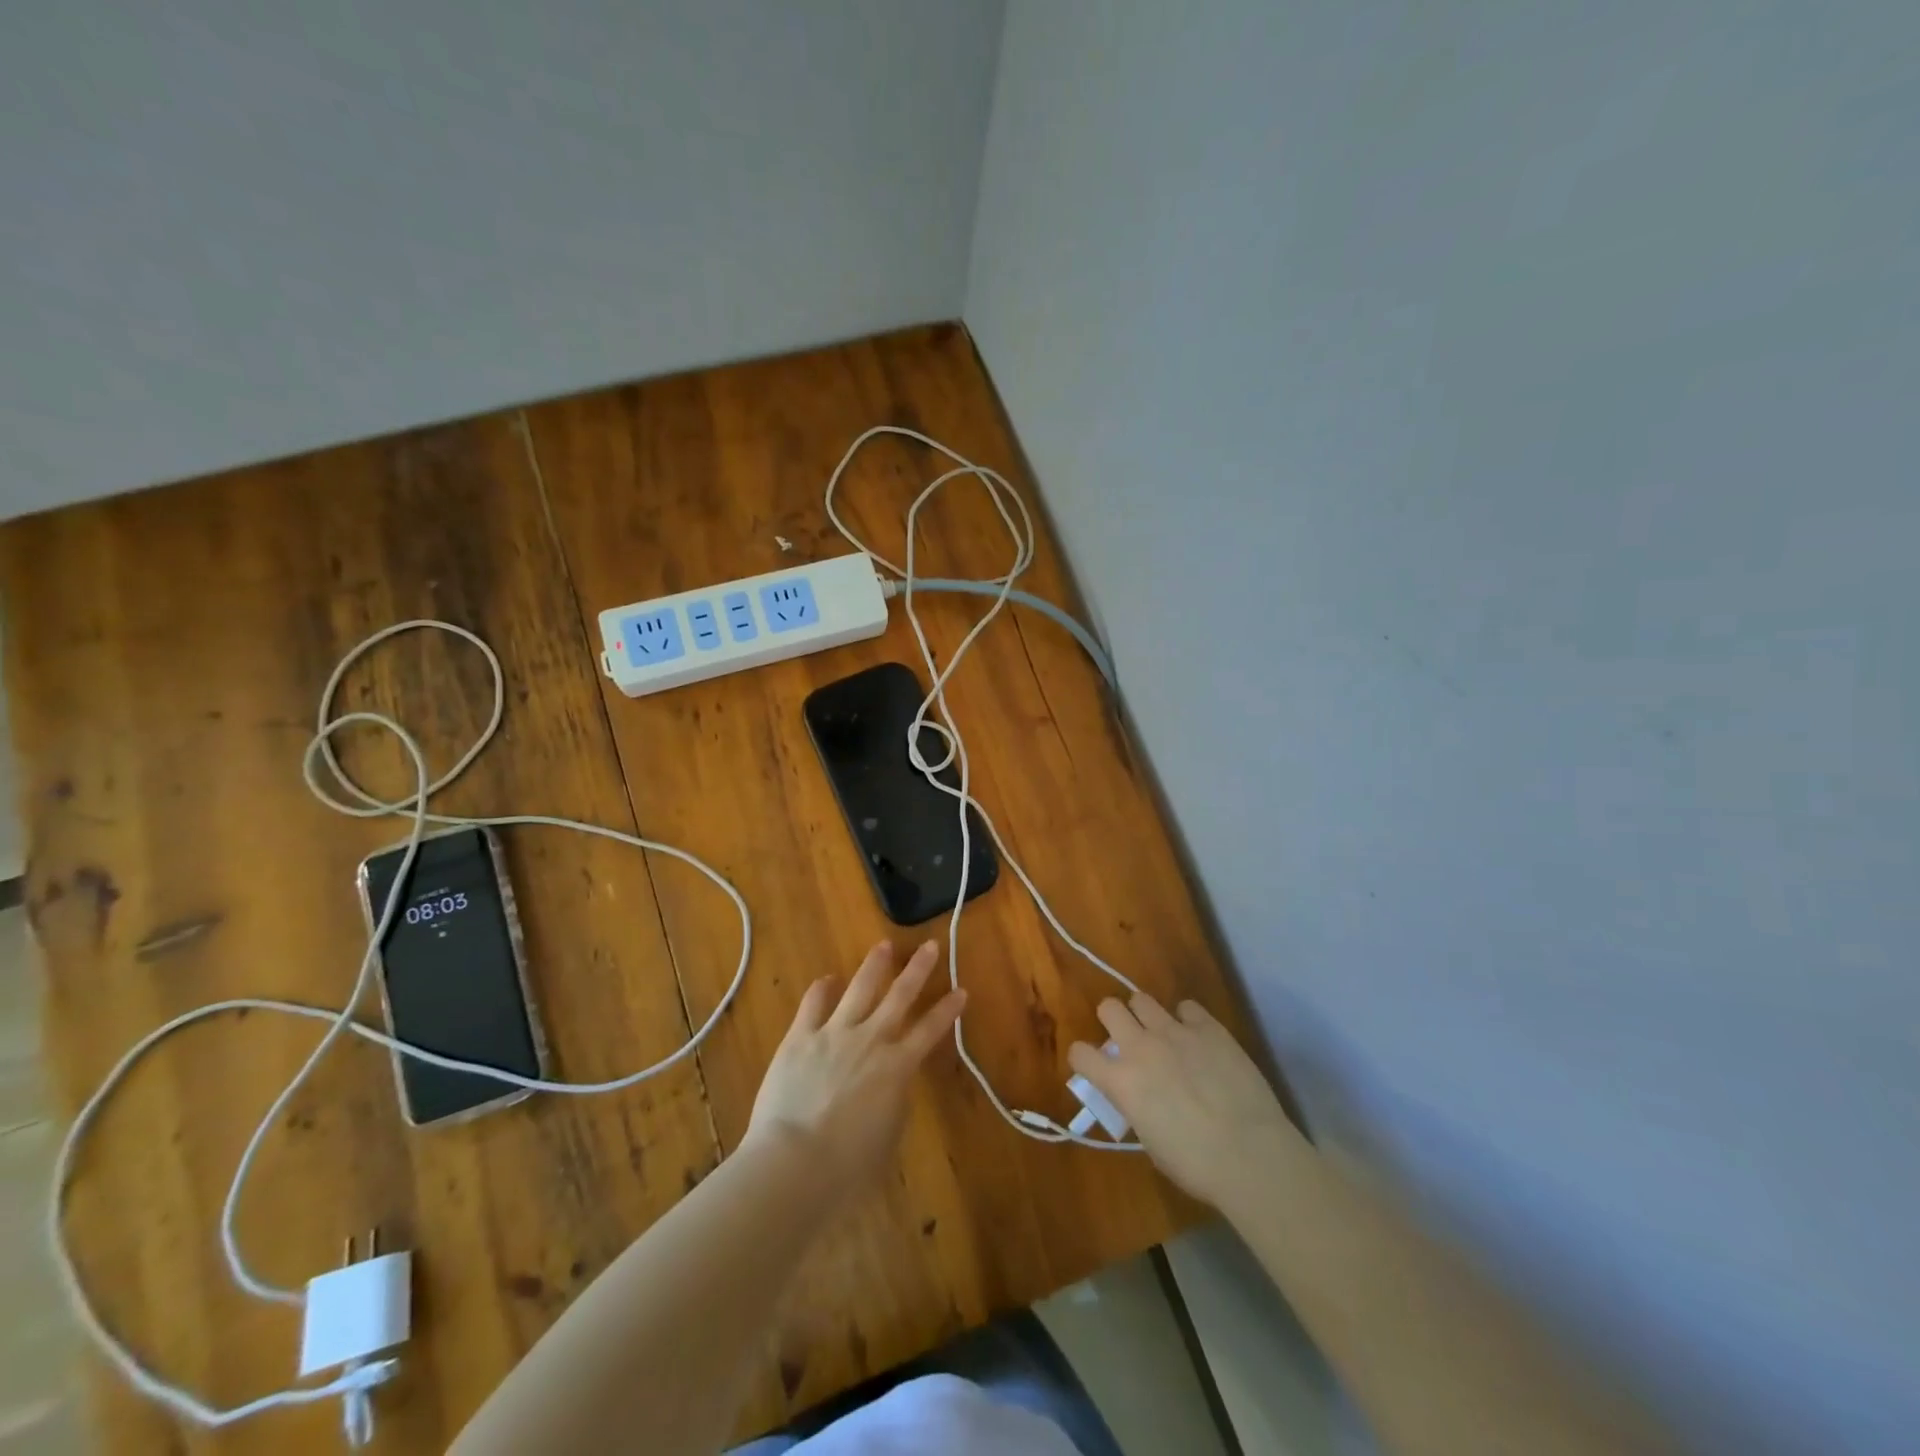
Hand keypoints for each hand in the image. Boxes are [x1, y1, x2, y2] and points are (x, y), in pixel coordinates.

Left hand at [745, 940, 965, 1184]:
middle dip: (918, 969)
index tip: (961, 989)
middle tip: (930, 945)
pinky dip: (822, 989)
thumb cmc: (849, 1166)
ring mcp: (834, 1033)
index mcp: (898, 1067)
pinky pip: (813, 1004)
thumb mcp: (888, 1134)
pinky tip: (827, 979)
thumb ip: (895, 1100)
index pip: (930, 1030)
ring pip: (860, 988)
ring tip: (883, 945)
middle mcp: (871, 1040)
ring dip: (874, 965)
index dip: (948, 1009)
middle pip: (900, 996)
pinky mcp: (800, 1037)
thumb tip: (893, 1080)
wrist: (795, 1162)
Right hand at [1069, 993, 1299, 1208]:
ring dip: (1145, 1015)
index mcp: (1121, 1081)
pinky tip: (1198, 1038)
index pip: (1080, 1053)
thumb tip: (1139, 1097)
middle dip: (1112, 1020)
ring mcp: (1175, 1032)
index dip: (1083, 1058)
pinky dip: (1187, 1019)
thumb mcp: (1151, 1141)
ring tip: (1160, 1033)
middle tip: (1127, 1039)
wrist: (1251, 1155)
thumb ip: (1136, 1108)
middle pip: (1108, 1007)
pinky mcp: (1208, 1027)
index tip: (1093, 1067)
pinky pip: (1187, 1007)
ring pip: (1142, 999)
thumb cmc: (1196, 1165)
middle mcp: (1141, 1047)